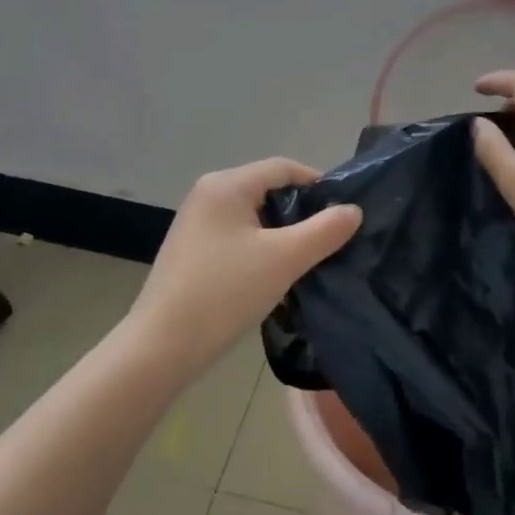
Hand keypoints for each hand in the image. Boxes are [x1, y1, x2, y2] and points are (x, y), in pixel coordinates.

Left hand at [129, 158, 361, 374]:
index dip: (318, 184)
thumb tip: (352, 210)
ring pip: (253, 216)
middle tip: (330, 239)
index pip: (283, 168)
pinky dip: (261, 247)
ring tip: (307, 259)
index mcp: (226, 185)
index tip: (345, 212)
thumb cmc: (225, 293)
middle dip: (301, 212)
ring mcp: (196, 223)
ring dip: (282, 233)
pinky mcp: (192, 250)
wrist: (162, 346)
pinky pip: (237, 236)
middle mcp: (208, 194)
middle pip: (267, 190)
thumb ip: (325, 231)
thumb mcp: (284, 259)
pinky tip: (274, 274)